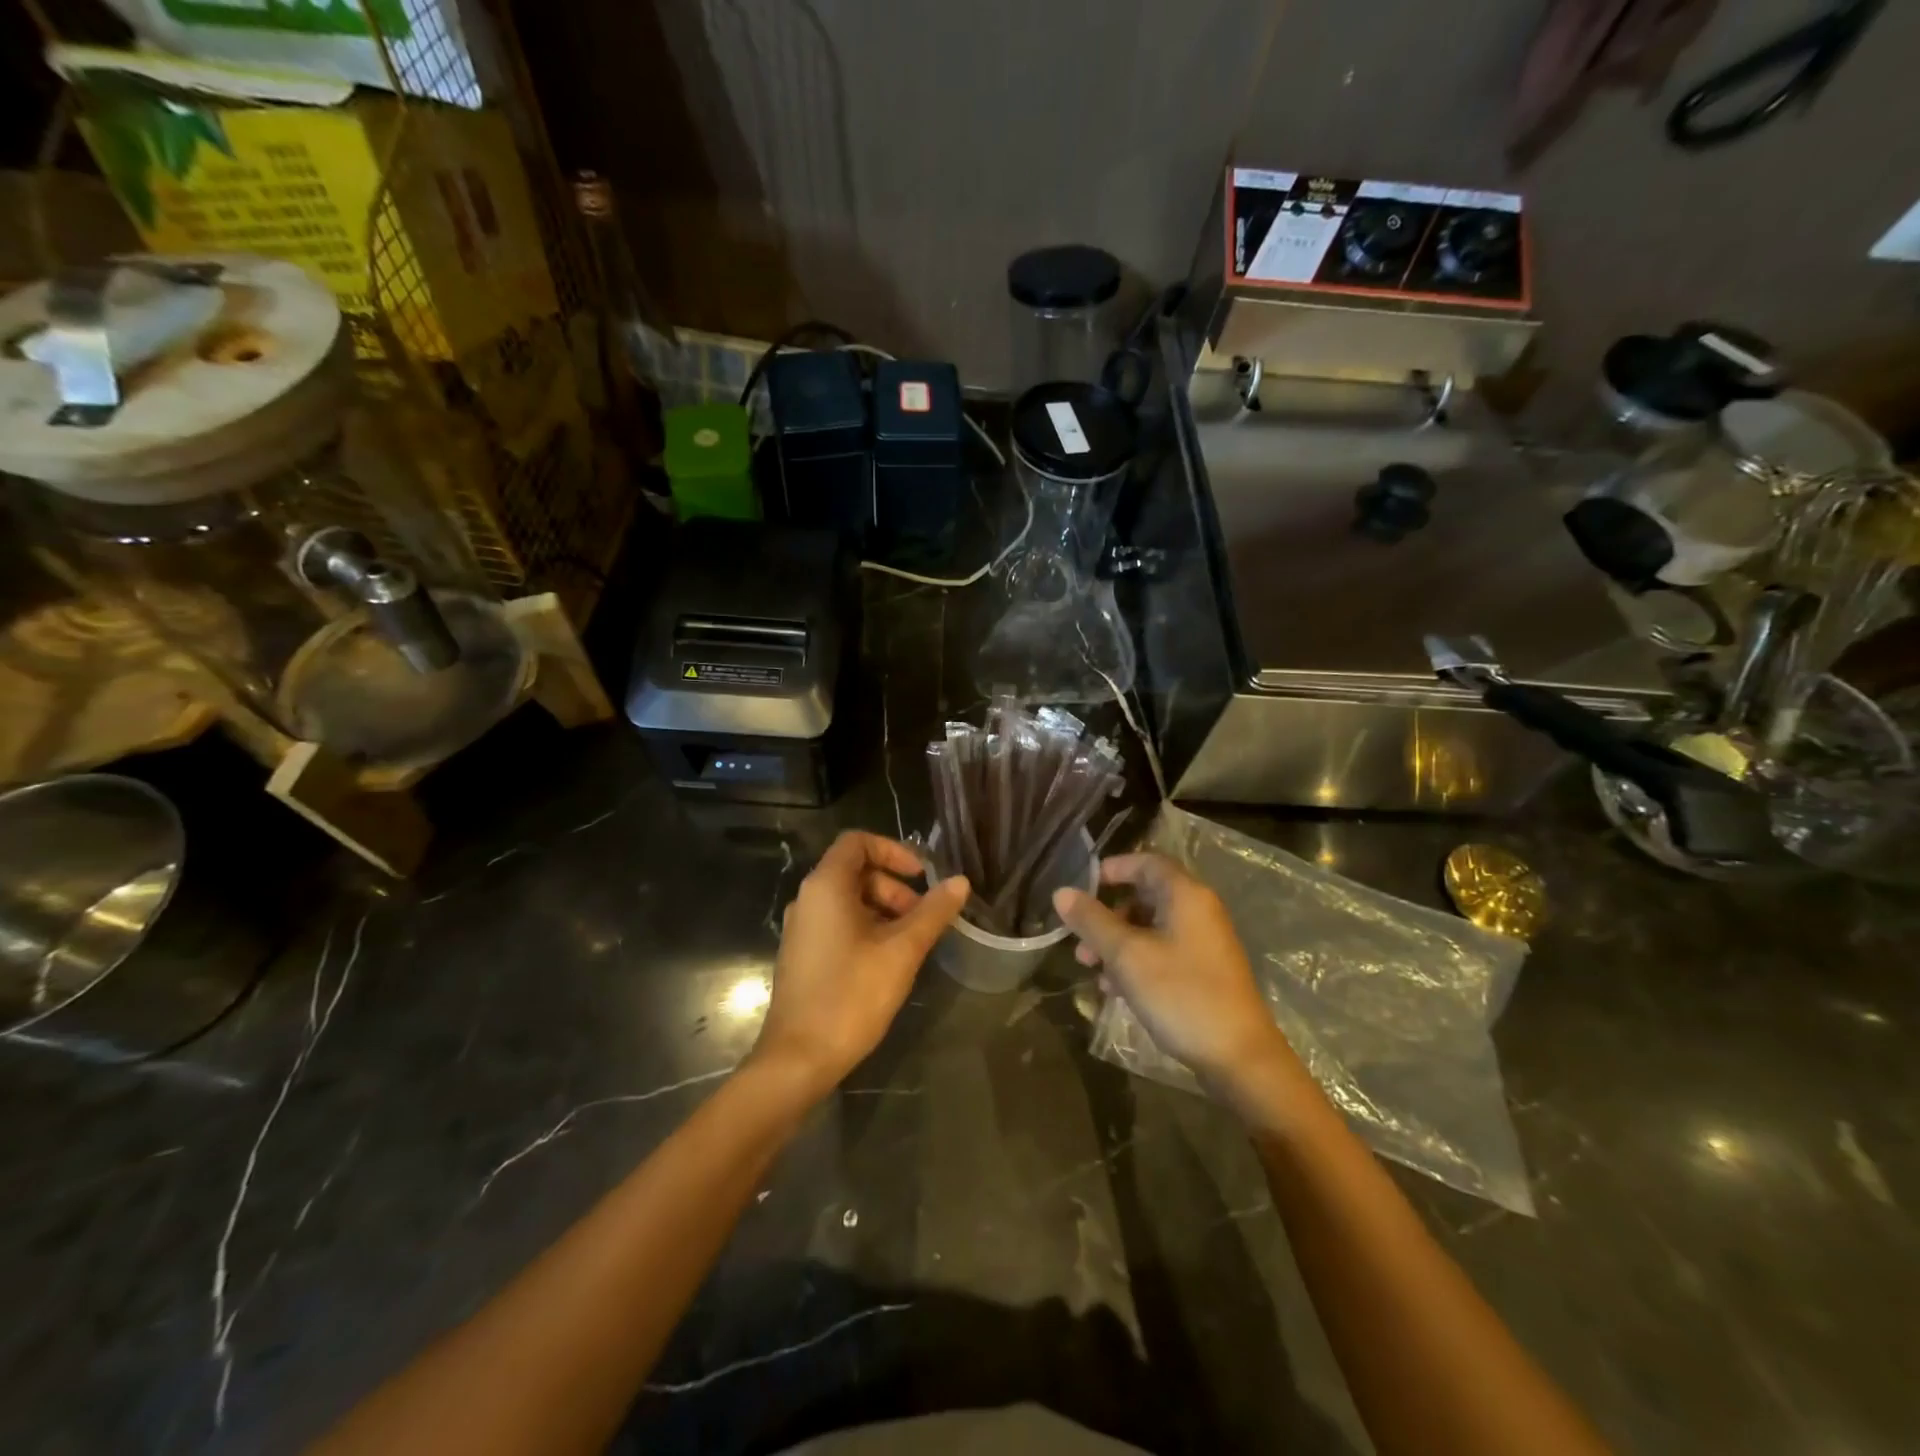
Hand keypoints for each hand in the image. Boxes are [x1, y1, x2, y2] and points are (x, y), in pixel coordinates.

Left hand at [754, 831, 967, 1097]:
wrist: (798, 1058)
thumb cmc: (851, 995)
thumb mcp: (902, 951)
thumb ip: (933, 912)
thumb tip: (960, 882)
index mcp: (826, 887)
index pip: (857, 841)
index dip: (893, 850)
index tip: (922, 876)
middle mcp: (808, 899)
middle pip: (855, 871)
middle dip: (894, 886)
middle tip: (922, 917)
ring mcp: (802, 928)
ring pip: (848, 900)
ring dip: (884, 909)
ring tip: (910, 943)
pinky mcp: (803, 954)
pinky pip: (837, 923)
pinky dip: (866, 928)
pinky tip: (887, 961)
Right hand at [1053, 853, 1294, 1092]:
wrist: (1239, 1057)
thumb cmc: (1181, 994)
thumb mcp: (1127, 955)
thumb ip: (1092, 921)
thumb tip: (1062, 892)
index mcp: (1186, 895)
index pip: (1147, 861)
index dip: (1113, 868)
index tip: (1083, 886)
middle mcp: (1199, 910)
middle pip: (1145, 895)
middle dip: (1107, 914)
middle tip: (1080, 939)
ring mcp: (1204, 942)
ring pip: (1150, 927)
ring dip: (1117, 942)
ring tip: (1090, 968)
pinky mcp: (1205, 971)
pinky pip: (1163, 951)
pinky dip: (1136, 960)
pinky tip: (1115, 989)